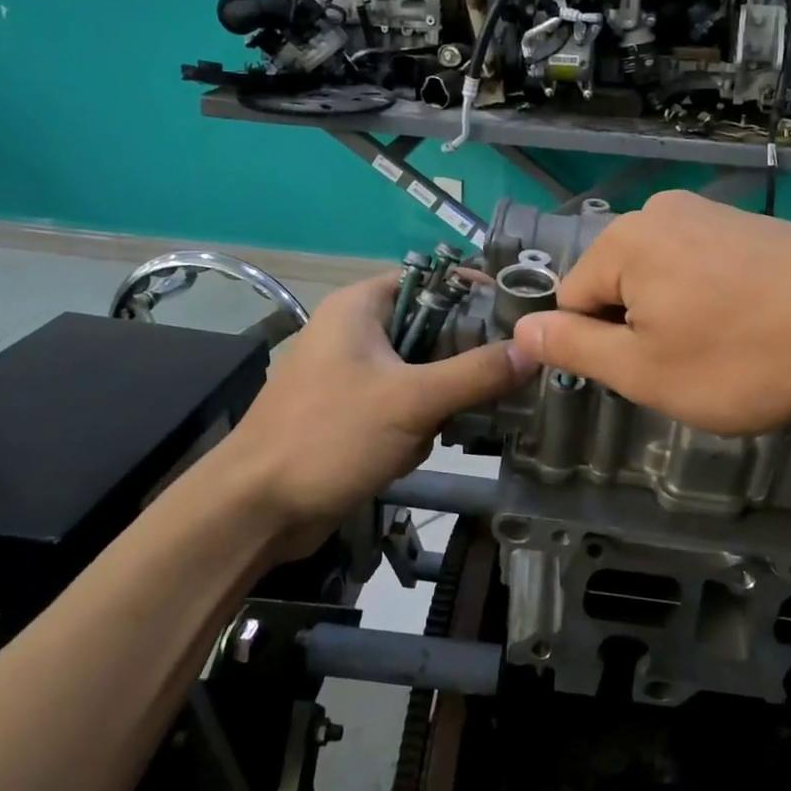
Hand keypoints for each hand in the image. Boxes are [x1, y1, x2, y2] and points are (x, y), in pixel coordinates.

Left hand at [206, 274, 535, 558]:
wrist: (257, 509)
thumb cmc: (328, 436)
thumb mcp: (411, 400)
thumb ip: (476, 373)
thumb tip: (533, 349)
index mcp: (361, 307)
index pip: (433, 280)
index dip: (476, 293)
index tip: (518, 319)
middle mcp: (358, 332)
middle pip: (435, 332)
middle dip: (459, 367)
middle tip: (493, 386)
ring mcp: (355, 375)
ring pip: (426, 375)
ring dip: (438, 406)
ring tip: (433, 433)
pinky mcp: (356, 413)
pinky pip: (407, 407)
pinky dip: (415, 429)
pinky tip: (405, 454)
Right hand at [511, 192, 790, 434]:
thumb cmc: (741, 357)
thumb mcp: (644, 371)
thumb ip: (574, 348)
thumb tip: (521, 329)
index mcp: (623, 242)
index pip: (573, 300)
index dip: (600, 348)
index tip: (648, 374)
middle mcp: (660, 212)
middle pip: (619, 285)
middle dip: (641, 330)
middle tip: (690, 367)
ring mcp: (711, 213)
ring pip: (664, 278)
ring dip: (678, 317)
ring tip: (727, 349)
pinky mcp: (751, 224)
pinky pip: (705, 266)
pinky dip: (714, 299)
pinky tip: (753, 325)